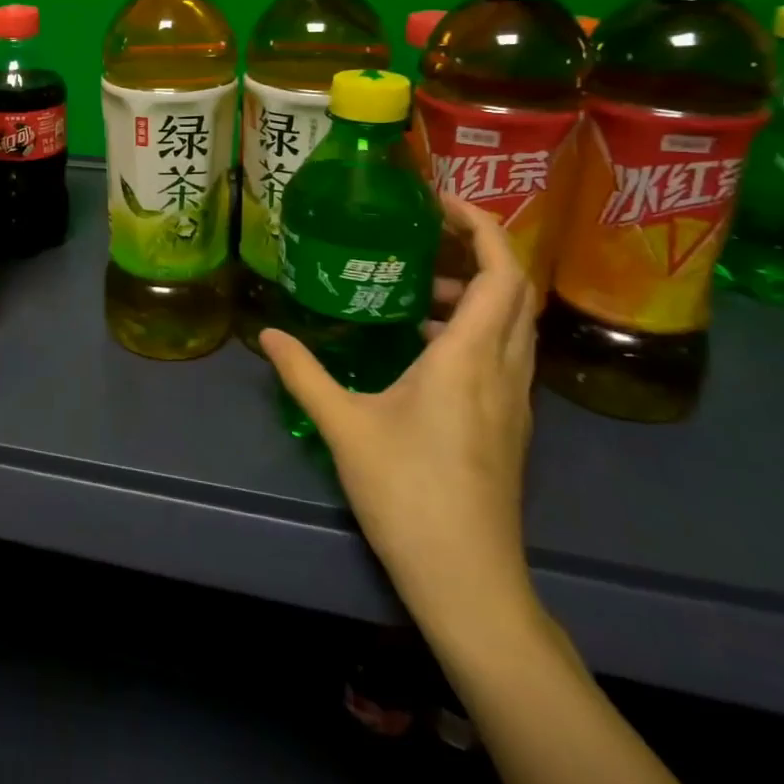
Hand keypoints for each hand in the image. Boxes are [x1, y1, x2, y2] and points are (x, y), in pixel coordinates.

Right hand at [260, 196, 538, 640]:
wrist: (469, 581)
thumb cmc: (408, 493)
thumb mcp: (344, 425)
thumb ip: (303, 372)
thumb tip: (266, 333)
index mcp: (469, 359)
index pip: (502, 273)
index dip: (481, 226)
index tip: (439, 202)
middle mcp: (503, 370)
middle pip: (516, 290)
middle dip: (479, 248)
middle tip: (425, 232)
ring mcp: (514, 400)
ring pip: (513, 323)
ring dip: (478, 290)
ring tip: (418, 285)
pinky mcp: (509, 424)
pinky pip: (504, 352)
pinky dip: (475, 327)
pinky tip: (423, 345)